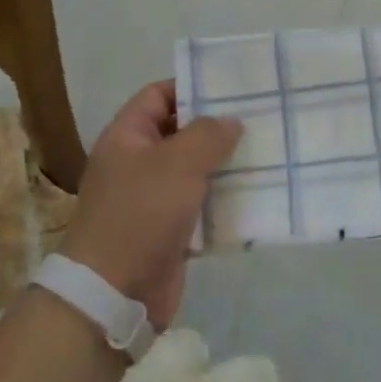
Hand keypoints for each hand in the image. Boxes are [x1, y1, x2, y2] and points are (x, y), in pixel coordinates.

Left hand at [60, 82, 240, 327]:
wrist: (114, 294)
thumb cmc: (140, 214)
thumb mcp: (177, 163)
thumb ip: (208, 135)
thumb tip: (230, 122)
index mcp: (127, 137)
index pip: (158, 96)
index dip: (190, 87)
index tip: (231, 88)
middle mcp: (138, 163)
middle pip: (180, 132)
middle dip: (217, 127)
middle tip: (259, 118)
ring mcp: (153, 199)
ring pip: (195, 171)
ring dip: (226, 165)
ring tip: (267, 152)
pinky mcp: (170, 231)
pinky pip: (201, 206)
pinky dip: (225, 200)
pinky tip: (257, 194)